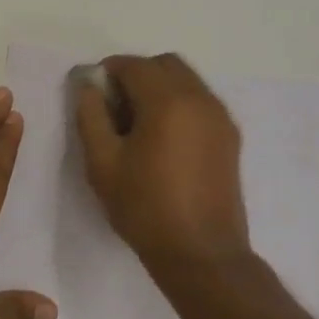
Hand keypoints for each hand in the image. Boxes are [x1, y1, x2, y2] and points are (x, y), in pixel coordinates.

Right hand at [74, 54, 251, 275]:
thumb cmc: (145, 208)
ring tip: (139, 127)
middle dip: (136, 75)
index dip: (107, 73)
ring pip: (186, 81)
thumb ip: (91, 115)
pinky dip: (179, 105)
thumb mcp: (102, 163)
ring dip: (159, 89)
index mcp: (168, 101)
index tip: (93, 96)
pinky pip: (200, 102)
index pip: (133, 65)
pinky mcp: (230, 136)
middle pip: (165, 64)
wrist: (201, 253)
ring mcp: (220, 117)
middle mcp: (200, 99)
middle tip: (115, 109)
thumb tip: (88, 84)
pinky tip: (163, 141)